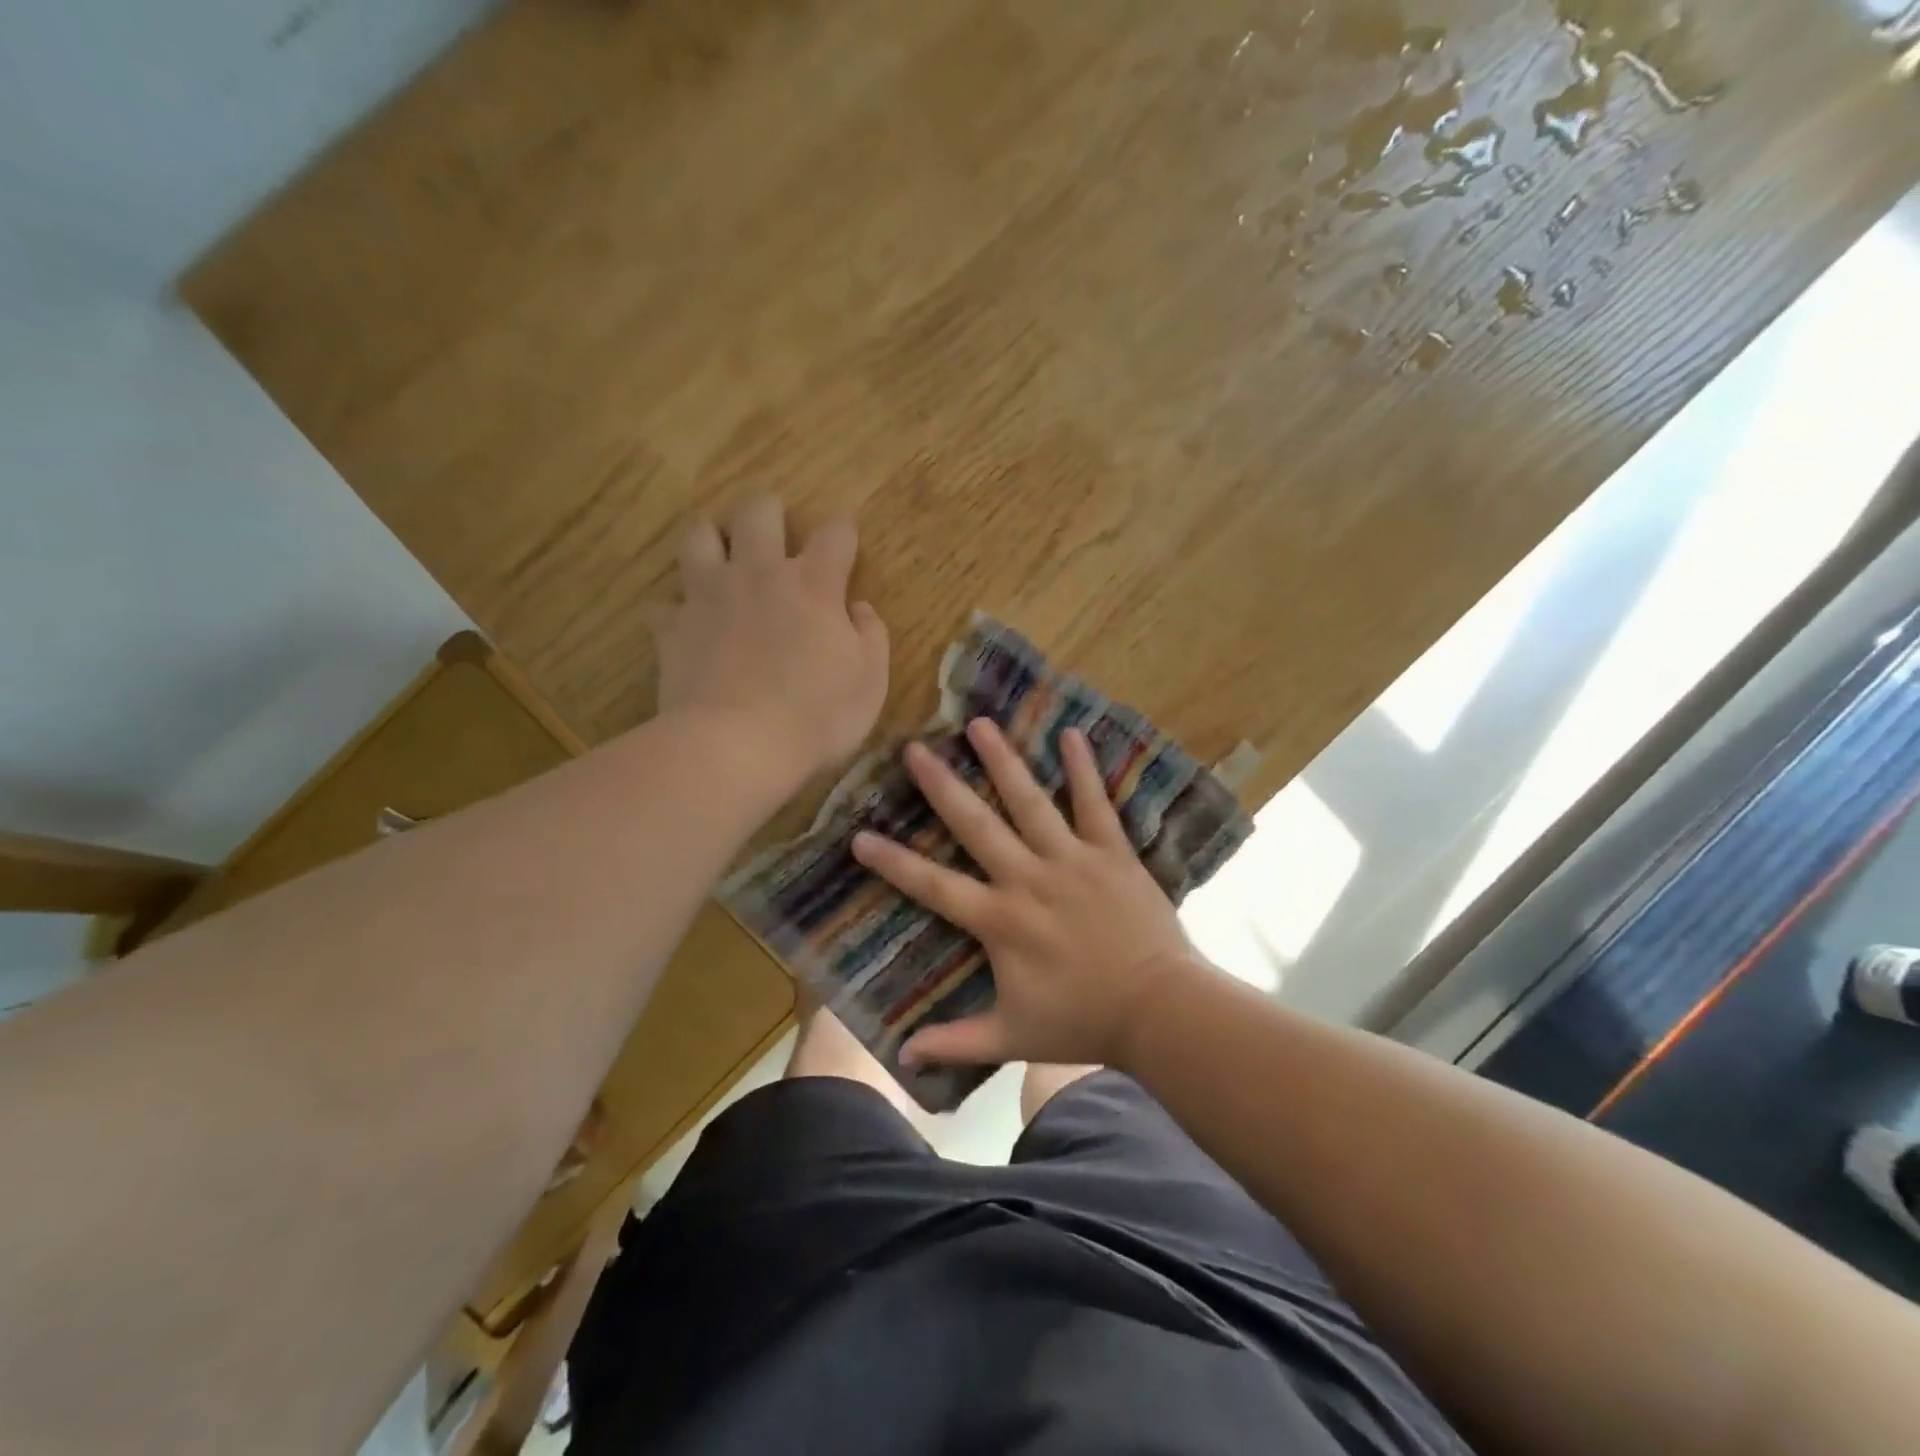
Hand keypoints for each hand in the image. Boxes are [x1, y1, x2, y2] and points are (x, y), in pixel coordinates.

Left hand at [653, 496, 889, 787]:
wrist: (737, 747)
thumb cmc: (817, 717)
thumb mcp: (870, 683)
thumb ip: (871, 637)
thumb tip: (859, 608)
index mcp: (813, 585)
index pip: (834, 533)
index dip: (843, 534)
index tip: (845, 548)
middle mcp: (759, 575)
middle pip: (758, 511)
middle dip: (770, 511)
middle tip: (775, 531)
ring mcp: (709, 596)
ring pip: (699, 535)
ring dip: (712, 538)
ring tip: (722, 556)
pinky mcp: (673, 627)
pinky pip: (665, 603)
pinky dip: (677, 609)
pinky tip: (687, 624)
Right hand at [851, 718, 1202, 1070]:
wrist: (1159, 1010)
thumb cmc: (1083, 1022)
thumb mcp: (1012, 1037)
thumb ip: (955, 1042)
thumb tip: (901, 1057)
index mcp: (1000, 920)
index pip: (933, 886)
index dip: (893, 862)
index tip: (859, 836)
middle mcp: (1028, 879)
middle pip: (976, 825)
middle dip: (942, 786)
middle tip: (915, 749)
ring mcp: (1071, 860)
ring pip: (1030, 802)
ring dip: (1003, 761)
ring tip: (980, 723)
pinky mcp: (1111, 853)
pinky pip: (1095, 804)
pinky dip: (1083, 769)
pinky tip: (1071, 734)